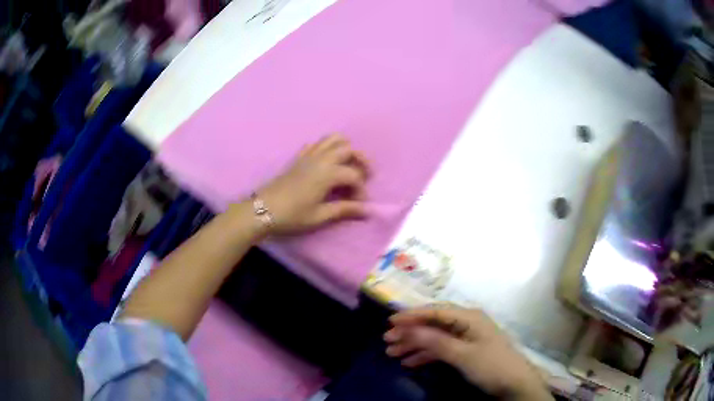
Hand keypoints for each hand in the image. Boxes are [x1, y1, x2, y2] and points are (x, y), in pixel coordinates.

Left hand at [257, 134, 369, 235]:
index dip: (361, 189)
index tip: (360, 204)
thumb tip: (367, 210)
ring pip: (333, 139)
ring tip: (349, 164)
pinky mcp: (298, 158)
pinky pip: (316, 143)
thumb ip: (344, 210)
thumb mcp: (319, 216)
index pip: (354, 175)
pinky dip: (327, 147)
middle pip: (348, 149)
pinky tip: (327, 162)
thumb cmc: (292, 216)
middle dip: (361, 160)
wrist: (262, 210)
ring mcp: (308, 155)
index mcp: (327, 173)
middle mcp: (321, 159)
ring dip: (345, 148)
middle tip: (365, 176)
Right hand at [384, 306, 552, 400]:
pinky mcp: (466, 350)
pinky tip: (410, 362)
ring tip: (393, 353)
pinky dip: (426, 355)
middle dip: (410, 332)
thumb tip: (408, 329)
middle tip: (387, 341)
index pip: (436, 311)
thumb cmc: (491, 365)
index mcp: (469, 317)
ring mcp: (466, 337)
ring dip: (415, 345)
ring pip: (436, 337)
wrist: (515, 383)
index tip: (390, 322)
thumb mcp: (463, 355)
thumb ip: (436, 342)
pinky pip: (442, 348)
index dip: (412, 315)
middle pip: (433, 324)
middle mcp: (467, 323)